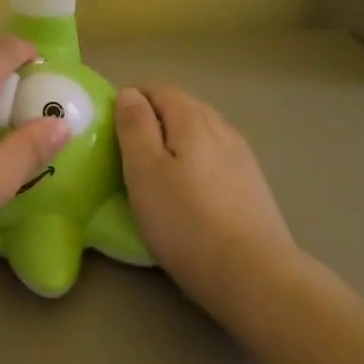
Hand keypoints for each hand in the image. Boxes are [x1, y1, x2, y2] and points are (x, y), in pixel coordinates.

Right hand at [114, 83, 302, 309]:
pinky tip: (189, 191)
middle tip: (126, 152)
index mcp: (192, 118)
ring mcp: (242, 156)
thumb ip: (134, 126)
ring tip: (156, 173)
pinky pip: (215, 157)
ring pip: (200, 133)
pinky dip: (195, 162)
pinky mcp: (253, 184)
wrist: (253, 274)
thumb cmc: (184, 221)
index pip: (157, 88)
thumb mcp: (144, 170)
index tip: (111, 129)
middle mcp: (221, 127)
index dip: (130, 99)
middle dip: (152, 119)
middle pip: (181, 107)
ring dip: (175, 141)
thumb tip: (130, 93)